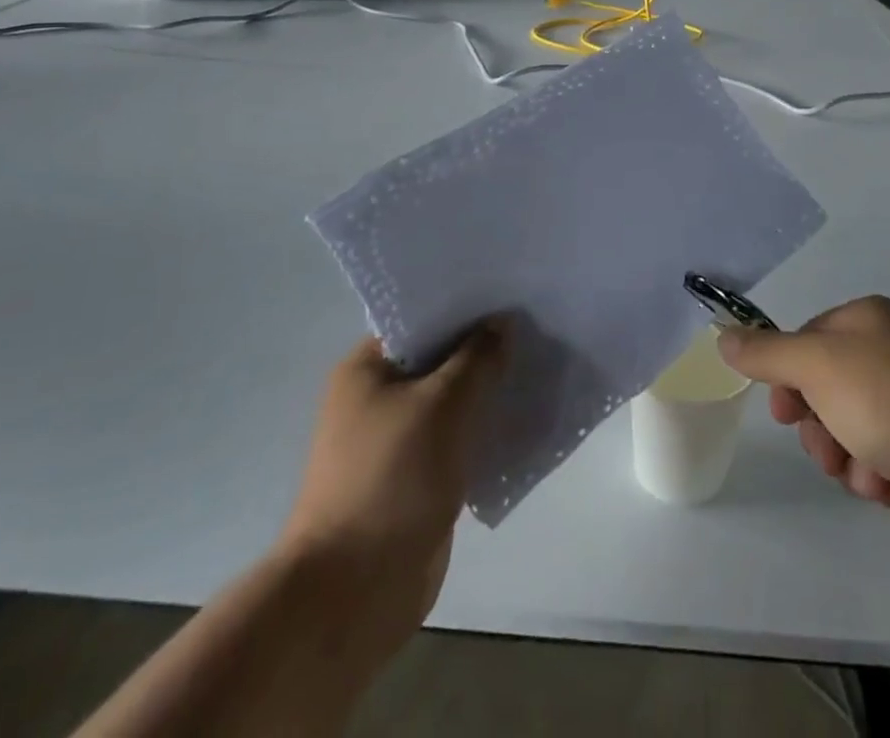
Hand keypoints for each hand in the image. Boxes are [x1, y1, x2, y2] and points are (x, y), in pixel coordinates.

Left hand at [279, 321, 508, 642]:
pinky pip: (455, 439)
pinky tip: (520, 420)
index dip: (466, 307)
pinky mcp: (414, 478)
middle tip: (533, 330)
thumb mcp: (444, 402)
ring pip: (450, 401)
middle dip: (483, 349)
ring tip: (536, 368)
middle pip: (439, 359)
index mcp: (366, 368)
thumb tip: (502, 322)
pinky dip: (482, 430)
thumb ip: (478, 357)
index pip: (422, 318)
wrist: (353, 592)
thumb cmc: (393, 478)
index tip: (511, 297)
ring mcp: (394, 441)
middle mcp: (375, 397)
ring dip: (486, 392)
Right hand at [718, 296, 889, 532]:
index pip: (807, 344)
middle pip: (830, 392)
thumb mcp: (815, 365)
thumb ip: (765, 353)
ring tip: (875, 477)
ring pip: (859, 432)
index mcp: (865, 320)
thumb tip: (723, 335)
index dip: (789, 382)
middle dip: (824, 432)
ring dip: (856, 462)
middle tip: (832, 456)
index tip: (785, 416)